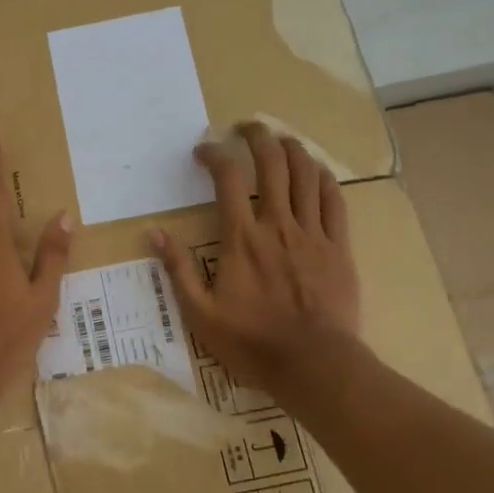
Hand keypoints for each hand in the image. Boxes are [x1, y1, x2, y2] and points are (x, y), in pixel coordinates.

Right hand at [151, 123, 362, 396]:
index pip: (228, 179)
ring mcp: (312, 233)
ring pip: (306, 175)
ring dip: (292, 148)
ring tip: (281, 139)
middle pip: (271, 164)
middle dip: (257, 137)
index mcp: (241, 238)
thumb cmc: (252, 342)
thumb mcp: (200, 313)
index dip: (215, 155)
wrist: (313, 364)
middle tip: (246, 127)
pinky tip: (316, 170)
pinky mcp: (339, 247)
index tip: (203, 151)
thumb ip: (178, 270)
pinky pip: (334, 201)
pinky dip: (324, 178)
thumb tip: (154, 233)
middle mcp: (277, 224)